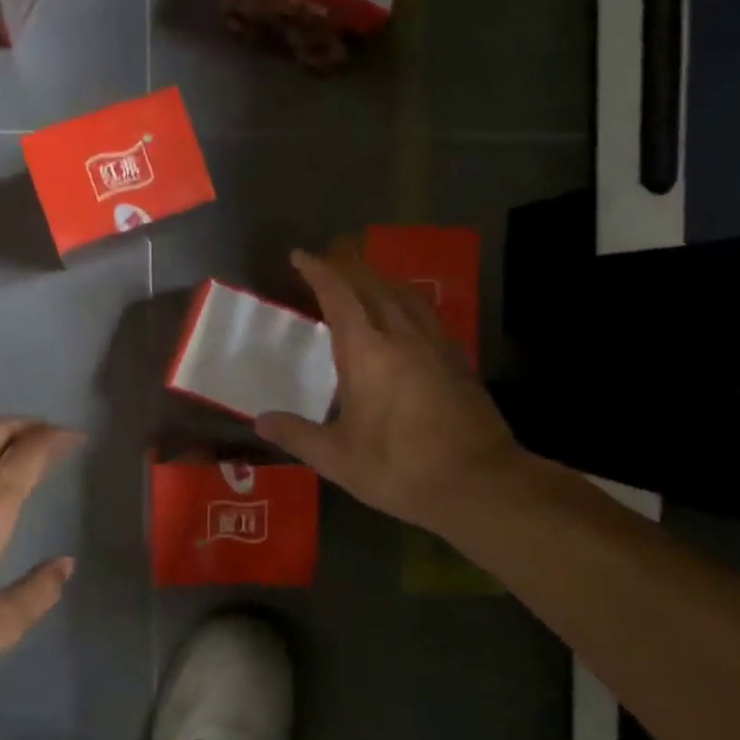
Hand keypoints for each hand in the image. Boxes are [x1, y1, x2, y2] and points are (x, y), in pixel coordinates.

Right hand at [256, 250, 529, 537]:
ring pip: (406, 295)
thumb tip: (260, 421)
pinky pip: (427, 315)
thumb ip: (296, 435)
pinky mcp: (459, 361)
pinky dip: (407, 303)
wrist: (479, 484)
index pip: (338, 295)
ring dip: (380, 279)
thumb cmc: (399, 468)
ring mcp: (436, 345)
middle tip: (327, 262)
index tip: (300, 256)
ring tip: (365, 280)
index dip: (317, 271)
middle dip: (348, 266)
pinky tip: (406, 319)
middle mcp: (402, 336)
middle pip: (374, 284)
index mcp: (367, 352)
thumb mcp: (337, 458)